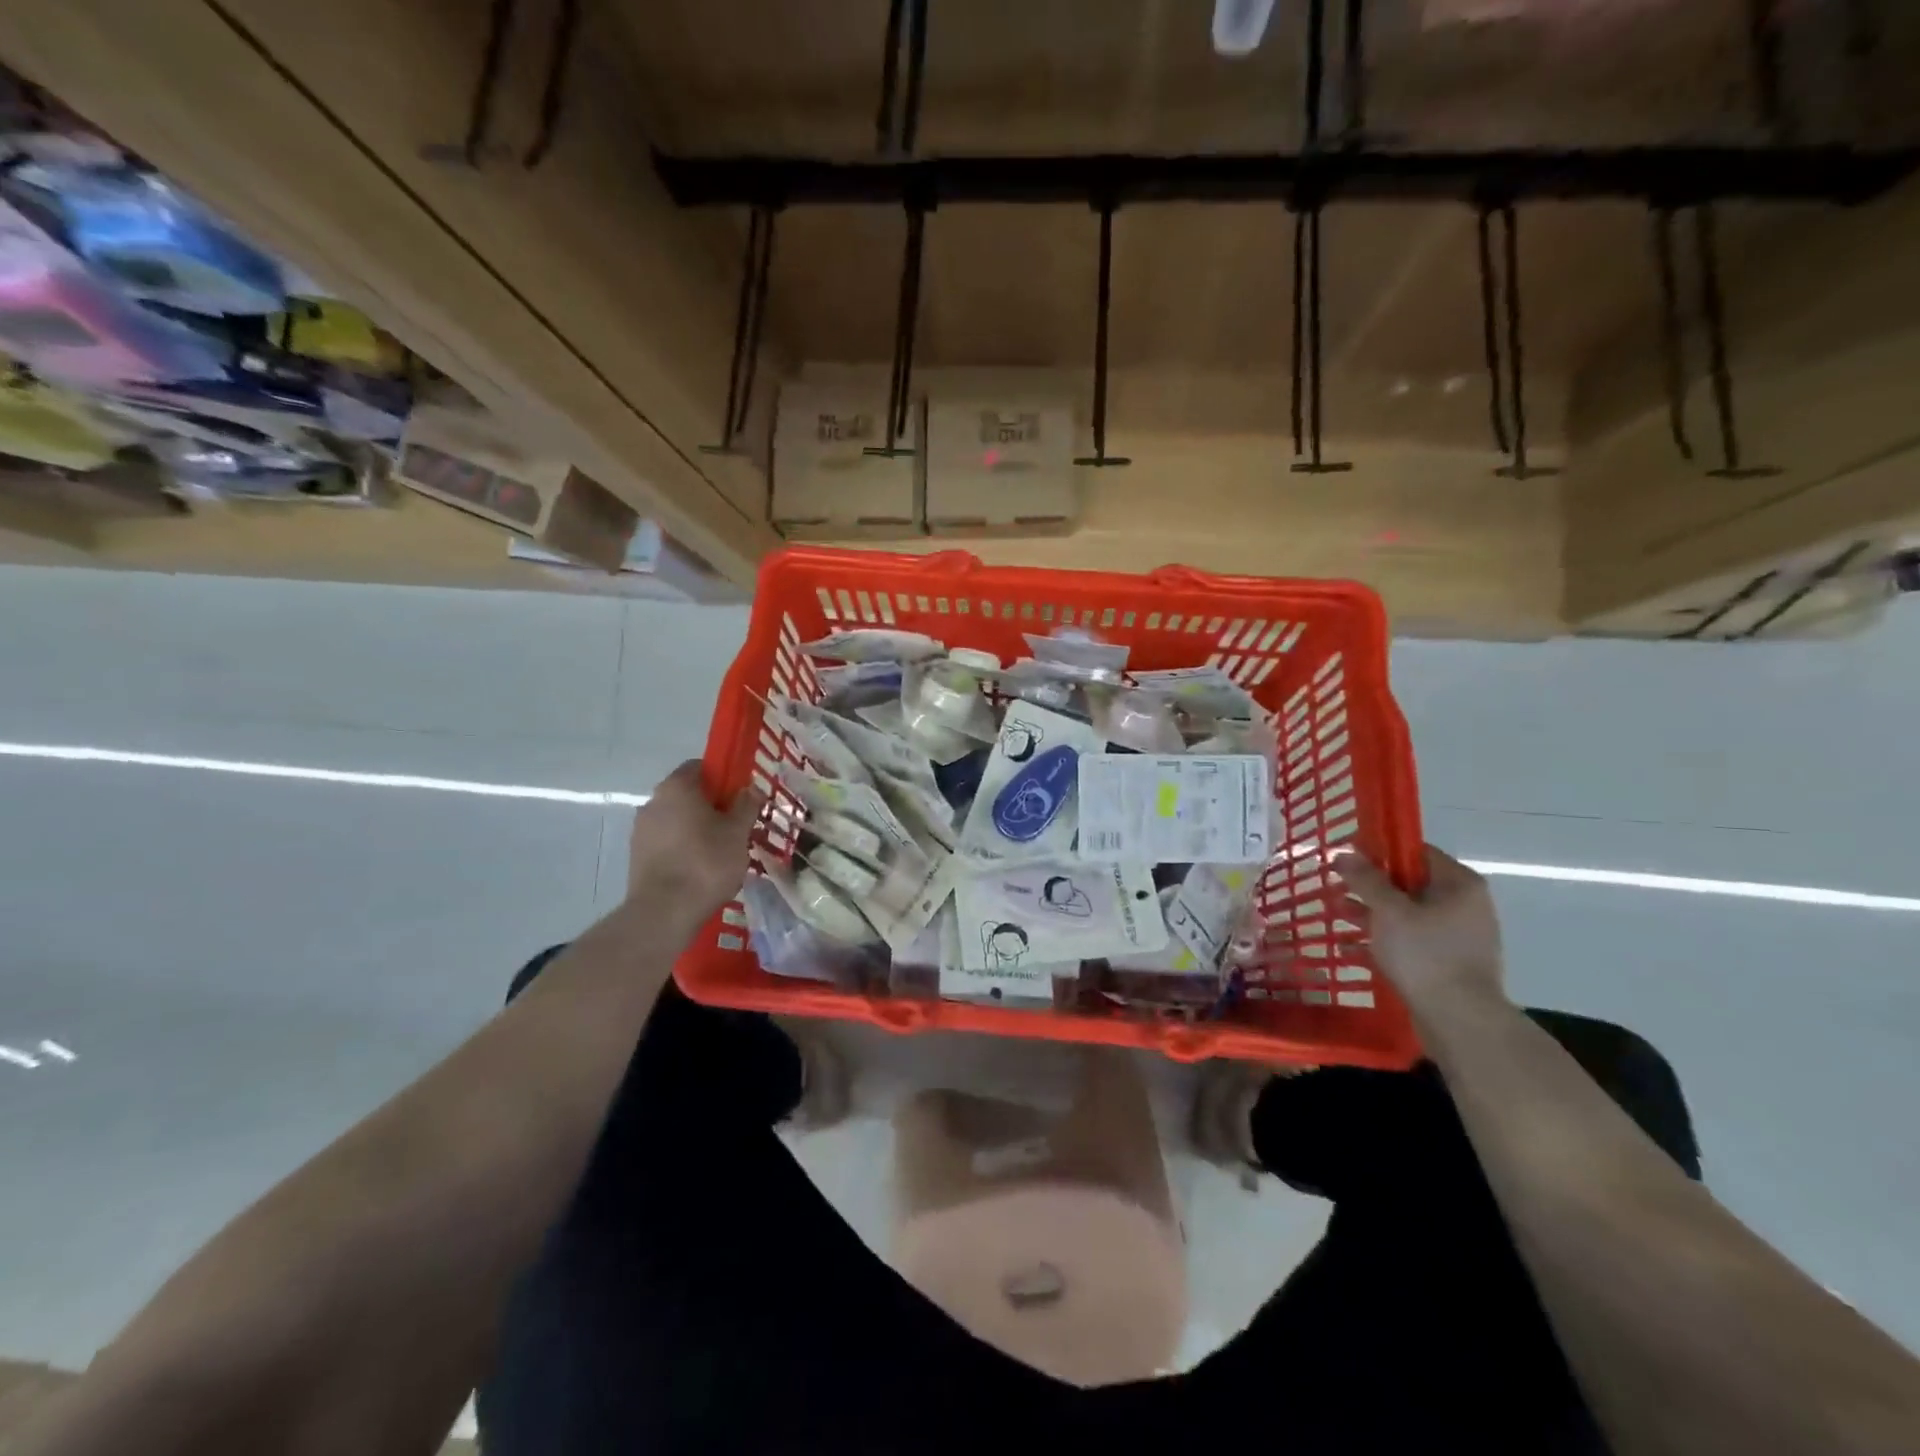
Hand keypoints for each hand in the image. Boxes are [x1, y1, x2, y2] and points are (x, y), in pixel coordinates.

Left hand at [625, 761, 761, 915]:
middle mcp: (653, 802)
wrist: (664, 912)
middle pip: (687, 794)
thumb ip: (746, 806)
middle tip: (736, 825)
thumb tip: (751, 789)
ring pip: (676, 819)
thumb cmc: (706, 863)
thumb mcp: (738, 833)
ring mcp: (641, 830)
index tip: (740, 796)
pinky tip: (700, 868)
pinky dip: (682, 847)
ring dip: (696, 828)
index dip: (723, 777)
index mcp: (677, 787)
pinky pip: (666, 841)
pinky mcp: (637, 855)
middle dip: (711, 805)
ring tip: (720, 851)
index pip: (700, 766)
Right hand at [1338, 845, 1507, 1020]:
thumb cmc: (1425, 954)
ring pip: (1405, 915)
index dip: (1380, 850)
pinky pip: (1408, 943)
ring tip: (1335, 914)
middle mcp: (1463, 906)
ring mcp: (1456, 937)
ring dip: (1369, 913)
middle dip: (1369, 886)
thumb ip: (1365, 880)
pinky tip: (1347, 948)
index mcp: (1459, 885)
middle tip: (1335, 886)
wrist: (1460, 1020)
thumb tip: (1343, 854)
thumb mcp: (1388, 910)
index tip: (1348, 856)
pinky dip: (1381, 942)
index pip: (1417, 852)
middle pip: (1408, 884)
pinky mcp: (1446, 964)